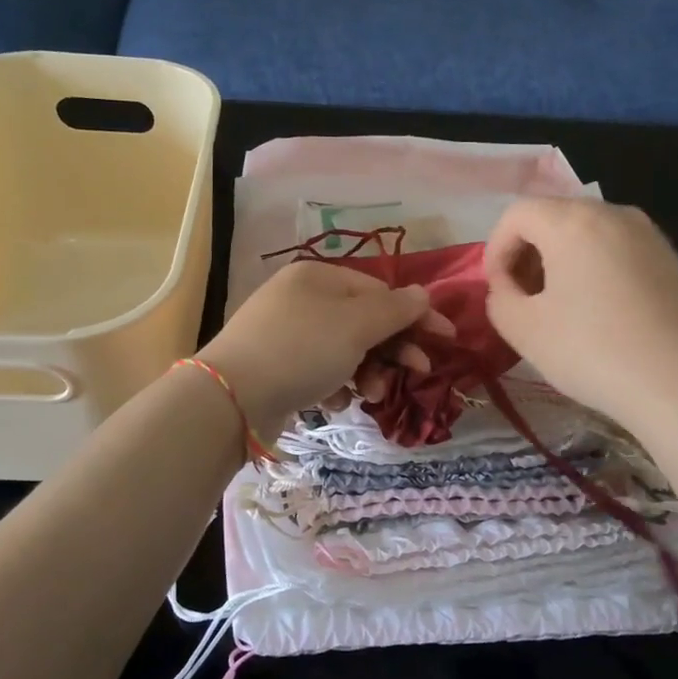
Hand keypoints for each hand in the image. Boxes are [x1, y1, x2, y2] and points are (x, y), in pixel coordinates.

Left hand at [199, 260, 456, 432]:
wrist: (232, 398)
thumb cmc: (301, 350)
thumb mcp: (356, 325)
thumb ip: (395, 309)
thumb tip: (423, 293)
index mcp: (318, 277)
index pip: (380, 291)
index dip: (415, 315)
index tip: (445, 339)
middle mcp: (301, 299)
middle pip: (364, 322)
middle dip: (392, 350)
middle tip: (417, 373)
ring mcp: (286, 333)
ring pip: (345, 350)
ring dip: (367, 372)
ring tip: (369, 396)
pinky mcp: (277, 367)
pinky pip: (321, 371)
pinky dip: (336, 385)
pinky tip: (335, 401)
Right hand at [483, 198, 677, 430]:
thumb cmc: (592, 351)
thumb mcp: (524, 330)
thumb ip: (499, 299)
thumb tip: (507, 288)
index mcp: (572, 221)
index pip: (516, 215)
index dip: (495, 250)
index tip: (497, 291)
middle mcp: (612, 213)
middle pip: (552, 218)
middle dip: (527, 254)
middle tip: (523, 300)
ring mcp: (647, 233)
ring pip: (586, 233)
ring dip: (560, 262)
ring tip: (559, 308)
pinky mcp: (670, 258)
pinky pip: (616, 250)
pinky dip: (594, 269)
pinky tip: (599, 313)